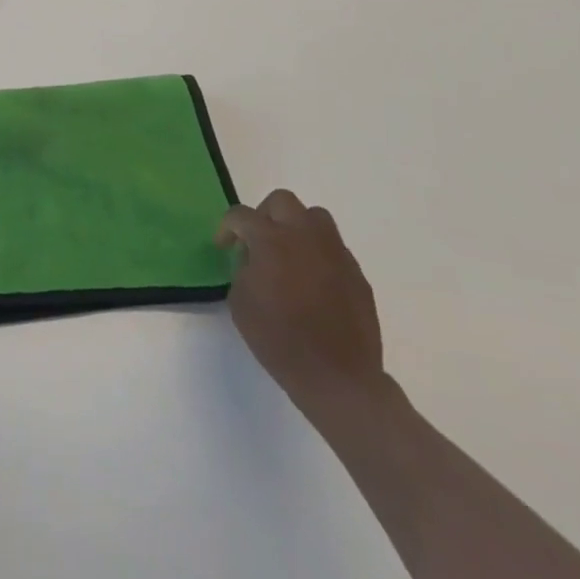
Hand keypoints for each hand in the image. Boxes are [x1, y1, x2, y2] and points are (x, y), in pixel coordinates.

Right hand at [217, 190, 387, 424]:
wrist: (337, 376)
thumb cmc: (278, 339)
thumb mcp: (240, 300)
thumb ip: (243, 268)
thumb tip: (254, 259)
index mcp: (272, 241)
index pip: (241, 215)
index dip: (226, 227)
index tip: (223, 246)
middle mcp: (306, 237)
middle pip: (282, 201)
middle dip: (264, 215)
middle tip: (256, 242)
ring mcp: (336, 253)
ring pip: (315, 217)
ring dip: (295, 227)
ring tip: (287, 255)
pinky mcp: (356, 274)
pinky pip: (333, 248)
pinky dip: (317, 254)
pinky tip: (310, 282)